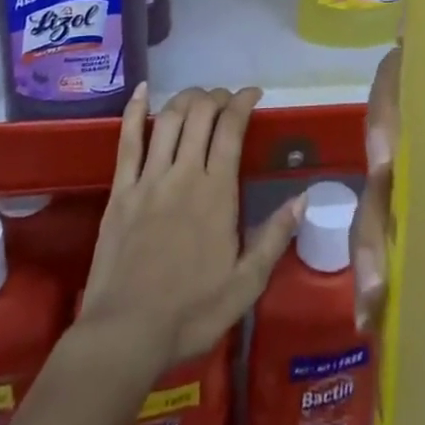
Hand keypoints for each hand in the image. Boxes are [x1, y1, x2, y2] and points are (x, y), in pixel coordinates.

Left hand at [79, 83, 303, 373]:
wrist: (125, 334)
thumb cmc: (191, 312)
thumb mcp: (246, 284)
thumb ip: (275, 237)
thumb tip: (304, 198)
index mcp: (216, 192)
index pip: (231, 129)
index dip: (243, 102)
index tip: (254, 94)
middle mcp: (183, 174)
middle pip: (200, 114)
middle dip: (217, 96)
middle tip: (227, 99)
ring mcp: (148, 179)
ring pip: (169, 120)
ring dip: (186, 98)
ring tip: (198, 96)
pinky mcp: (120, 191)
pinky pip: (127, 141)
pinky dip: (135, 111)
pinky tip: (143, 90)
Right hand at [350, 49, 424, 423]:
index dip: (411, 78)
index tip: (400, 114)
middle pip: (402, 127)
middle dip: (378, 147)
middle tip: (379, 183)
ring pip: (383, 193)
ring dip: (369, 229)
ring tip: (377, 289)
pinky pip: (383, 252)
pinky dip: (370, 275)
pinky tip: (372, 314)